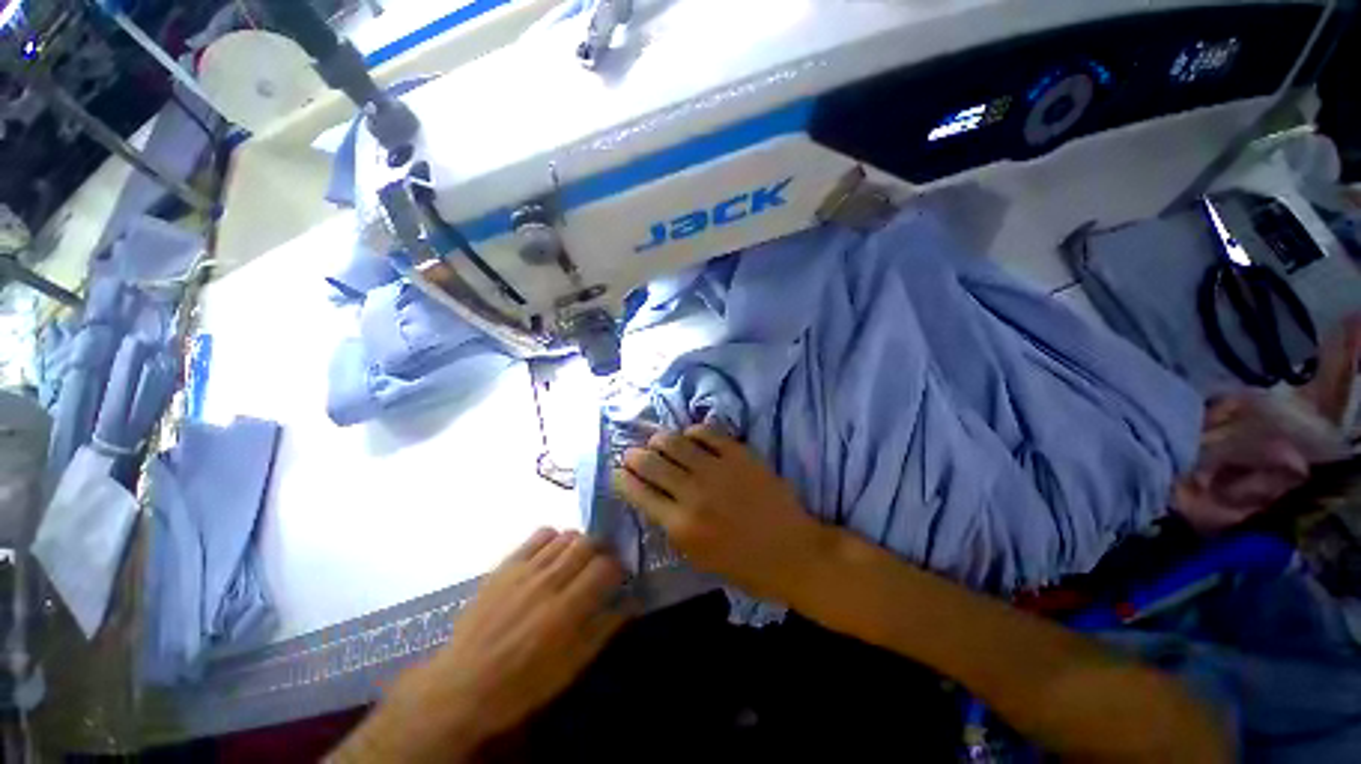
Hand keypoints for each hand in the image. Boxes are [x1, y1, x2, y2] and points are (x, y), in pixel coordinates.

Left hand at [334, 529, 627, 762]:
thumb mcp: (570, 667)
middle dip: (602, 550)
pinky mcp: (506, 564)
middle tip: (600, 564)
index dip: (617, 568)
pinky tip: (552, 554)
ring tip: (577, 560)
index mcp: (567, 609)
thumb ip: (603, 630)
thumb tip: (630, 603)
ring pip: (567, 535)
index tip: (617, 577)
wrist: (463, 684)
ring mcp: (526, 569)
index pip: (606, 566)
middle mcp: (549, 580)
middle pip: (589, 543)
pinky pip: (539, 534)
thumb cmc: (522, 683)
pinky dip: (554, 538)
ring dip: (580, 543)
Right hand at [612, 425, 829, 601]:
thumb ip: (670, 525)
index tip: (619, 472)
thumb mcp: (697, 557)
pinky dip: (693, 432)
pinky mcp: (739, 454)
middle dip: (634, 455)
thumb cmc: (744, 565)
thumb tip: (650, 496)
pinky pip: (706, 432)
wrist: (793, 552)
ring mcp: (717, 469)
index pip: (637, 492)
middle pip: (650, 462)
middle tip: (633, 454)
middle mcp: (693, 493)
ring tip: (658, 443)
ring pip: (674, 441)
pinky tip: (691, 438)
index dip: (622, 478)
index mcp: (680, 526)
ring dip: (659, 440)